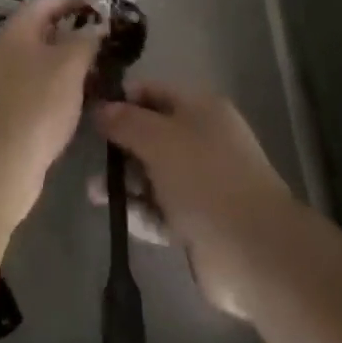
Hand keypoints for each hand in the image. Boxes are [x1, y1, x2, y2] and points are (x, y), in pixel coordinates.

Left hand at [0, 0, 103, 228]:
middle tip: (104, 45)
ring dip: (67, 65)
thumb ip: (87, 39)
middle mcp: (4, 49)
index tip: (102, 11)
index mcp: (17, 30)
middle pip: (43, 32)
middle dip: (74, 35)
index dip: (75, 2)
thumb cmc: (37, 104)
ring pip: (40, 62)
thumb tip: (97, 26)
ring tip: (98, 74)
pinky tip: (77, 103)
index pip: (48, 2)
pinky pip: (35, 88)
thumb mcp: (70, 65)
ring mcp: (1, 81)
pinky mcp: (5, 111)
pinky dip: (57, 89)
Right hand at [93, 82, 294, 318]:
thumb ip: (126, 121)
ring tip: (93, 192)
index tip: (90, 110)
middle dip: (121, 144)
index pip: (154, 92)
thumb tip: (101, 107)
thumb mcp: (159, 139)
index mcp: (201, 108)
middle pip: (153, 134)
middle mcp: (203, 140)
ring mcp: (202, 183)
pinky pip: (161, 210)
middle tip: (88, 154)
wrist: (253, 250)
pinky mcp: (199, 223)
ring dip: (126, 181)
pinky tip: (114, 215)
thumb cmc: (205, 178)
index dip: (122, 99)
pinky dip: (140, 211)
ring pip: (155, 174)